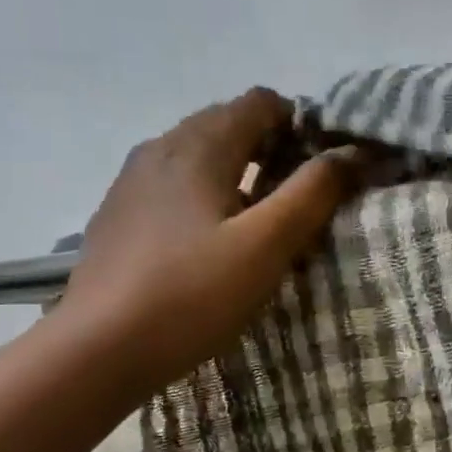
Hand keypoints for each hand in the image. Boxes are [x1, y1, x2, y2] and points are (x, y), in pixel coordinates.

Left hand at [59, 87, 359, 392]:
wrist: (98, 349)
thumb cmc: (193, 294)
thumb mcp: (267, 245)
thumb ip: (313, 192)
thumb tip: (353, 152)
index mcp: (199, 146)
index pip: (260, 102)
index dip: (299, 123)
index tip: (322, 166)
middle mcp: (161, 147)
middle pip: (227, 121)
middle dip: (270, 145)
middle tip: (298, 195)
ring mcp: (132, 179)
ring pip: (197, 151)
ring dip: (236, 169)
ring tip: (257, 218)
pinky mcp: (118, 212)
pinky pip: (172, 180)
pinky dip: (203, 190)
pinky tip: (209, 238)